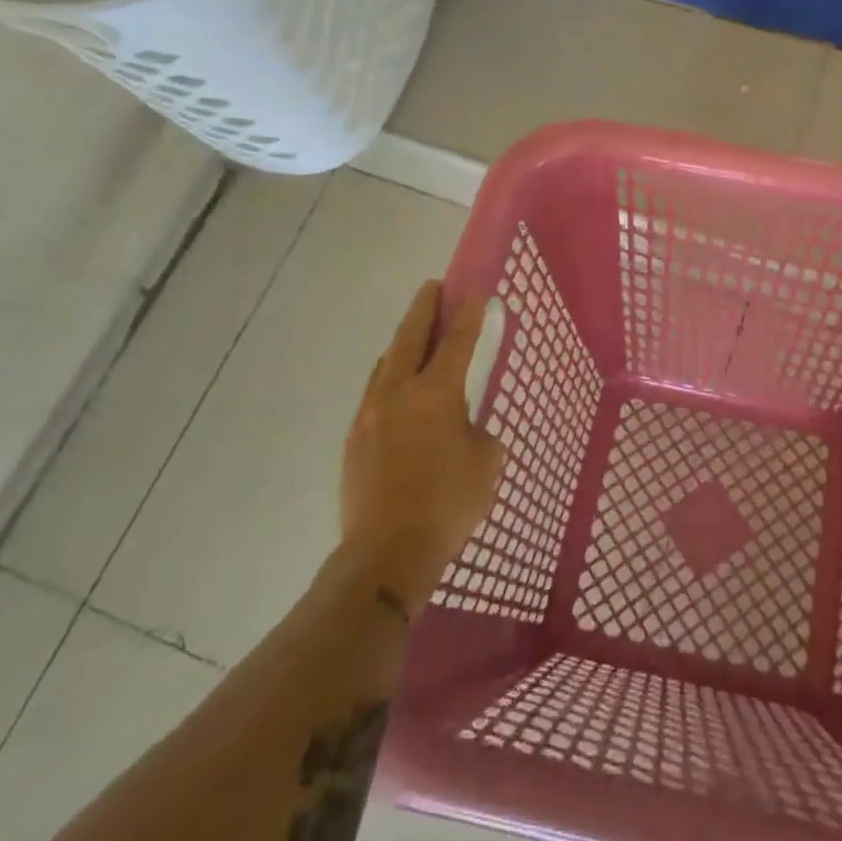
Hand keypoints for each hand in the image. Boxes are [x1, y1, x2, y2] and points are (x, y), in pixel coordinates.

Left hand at [340, 280, 503, 611]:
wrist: (386, 553)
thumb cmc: (448, 505)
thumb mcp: (486, 464)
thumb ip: (478, 432)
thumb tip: (463, 426)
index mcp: (436, 394)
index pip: (458, 342)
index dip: (469, 314)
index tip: (475, 291)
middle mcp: (398, 393)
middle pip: (411, 337)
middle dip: (425, 308)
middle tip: (434, 287)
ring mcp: (370, 413)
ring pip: (387, 363)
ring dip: (403, 341)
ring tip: (415, 333)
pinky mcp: (355, 438)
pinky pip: (374, 392)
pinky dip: (389, 376)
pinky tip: (396, 386)